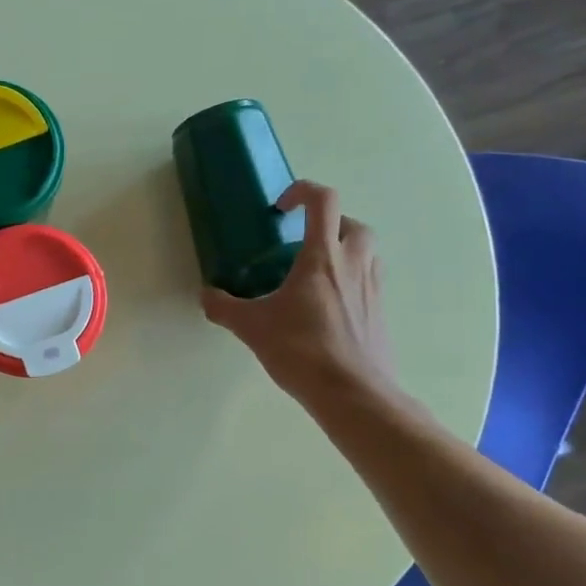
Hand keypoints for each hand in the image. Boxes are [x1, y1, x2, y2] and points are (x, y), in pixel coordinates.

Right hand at [201, 180, 406, 425]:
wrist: (352, 392)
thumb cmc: (301, 350)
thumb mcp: (252, 327)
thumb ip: (224, 307)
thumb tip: (206, 296)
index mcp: (323, 257)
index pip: (323, 201)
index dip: (302, 192)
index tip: (280, 209)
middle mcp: (354, 264)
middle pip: (352, 223)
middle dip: (329, 224)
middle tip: (302, 244)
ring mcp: (372, 288)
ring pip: (367, 252)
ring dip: (344, 250)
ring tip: (316, 274)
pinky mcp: (380, 313)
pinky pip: (369, 282)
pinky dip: (351, 281)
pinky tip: (327, 307)